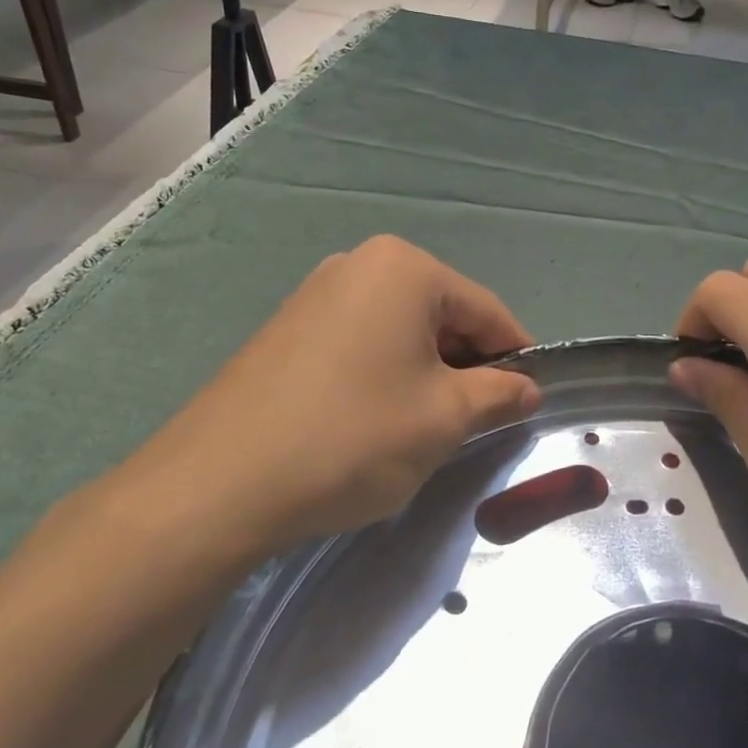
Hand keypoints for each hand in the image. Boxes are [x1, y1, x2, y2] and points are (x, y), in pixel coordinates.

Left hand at [110, 237, 539, 563]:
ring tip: (421, 428)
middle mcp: (359, 264)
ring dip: (426, 374)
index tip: (529, 401)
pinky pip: (360, 343)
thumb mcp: (444, 418)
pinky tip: (372, 421)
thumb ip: (499, 395)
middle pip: (442, 315)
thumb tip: (526, 388)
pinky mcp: (288, 328)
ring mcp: (316, 294)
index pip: (487, 310)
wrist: (219, 483)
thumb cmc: (352, 436)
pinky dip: (384, 375)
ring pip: (401, 331)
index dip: (517, 357)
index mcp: (405, 268)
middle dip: (467, 366)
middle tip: (473, 423)